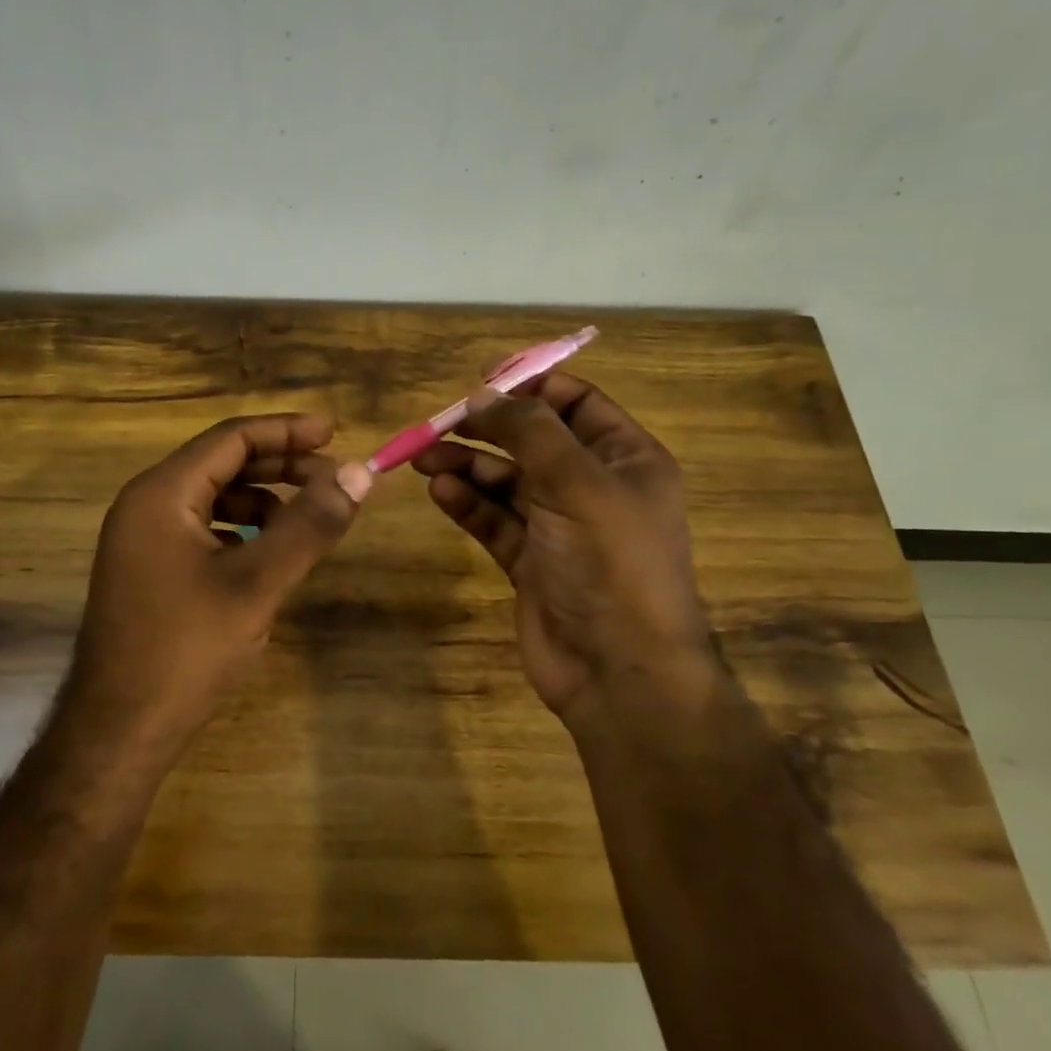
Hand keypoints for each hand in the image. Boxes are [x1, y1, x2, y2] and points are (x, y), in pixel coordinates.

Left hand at [67, 413, 371, 759]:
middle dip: (280, 465)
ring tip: (308, 520)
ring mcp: (143, 539)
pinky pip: (203, 529)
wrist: (118, 732)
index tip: (335, 432)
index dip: (286, 430)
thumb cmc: (186, 650)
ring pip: (214, 498)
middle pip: (222, 463)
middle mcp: (146, 504)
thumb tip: (359, 472)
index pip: (231, 438)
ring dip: (263, 500)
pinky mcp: (149, 569)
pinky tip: (269, 554)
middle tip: (333, 476)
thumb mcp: (257, 584)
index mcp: (161, 493)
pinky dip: (241, 530)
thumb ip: (309, 525)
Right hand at [411, 373, 710, 720]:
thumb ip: (529, 432)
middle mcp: (594, 487)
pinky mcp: (530, 562)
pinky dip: (468, 505)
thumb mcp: (576, 483)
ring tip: (424, 459)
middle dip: (487, 429)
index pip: (576, 403)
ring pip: (506, 482)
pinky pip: (494, 521)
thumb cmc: (610, 563)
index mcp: (626, 459)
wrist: (619, 672)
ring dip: (468, 467)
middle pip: (532, 442)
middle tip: (439, 423)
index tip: (481, 378)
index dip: (531, 386)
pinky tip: (440, 493)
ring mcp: (560, 527)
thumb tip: (483, 394)